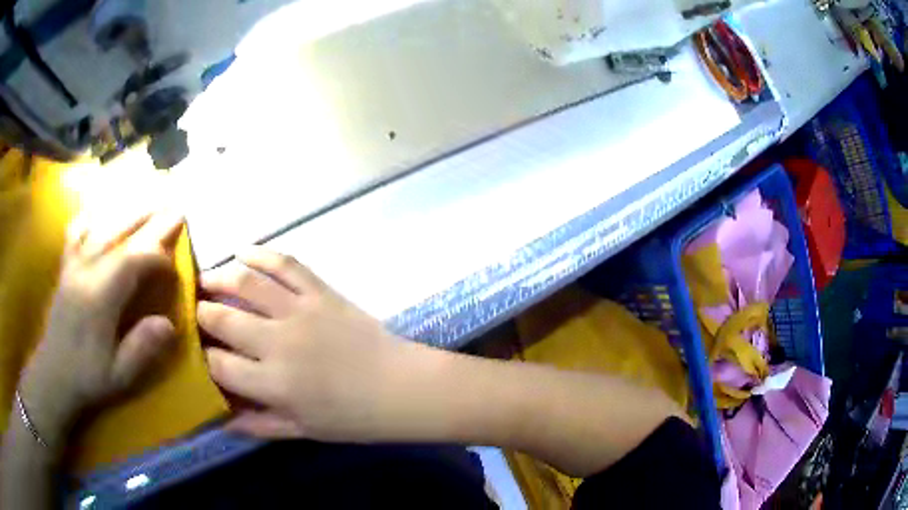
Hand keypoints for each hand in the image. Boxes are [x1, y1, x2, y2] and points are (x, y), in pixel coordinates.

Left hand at [19, 212, 182, 449]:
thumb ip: (142, 348)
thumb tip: (169, 323)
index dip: (157, 258)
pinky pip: (77, 231)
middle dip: (148, 220)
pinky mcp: (65, 266)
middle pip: (119, 233)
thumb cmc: (88, 377)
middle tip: (174, 208)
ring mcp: (73, 264)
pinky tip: (100, 214)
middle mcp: (86, 269)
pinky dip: (91, 217)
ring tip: (147, 201)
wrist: (53, 374)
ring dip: (126, 212)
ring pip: (101, 226)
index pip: (133, 260)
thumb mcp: (120, 375)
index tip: (173, 268)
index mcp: (100, 295)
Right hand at [199, 248, 414, 441]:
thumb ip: (258, 425)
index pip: (217, 366)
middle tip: (196, 312)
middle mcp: (277, 343)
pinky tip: (243, 250)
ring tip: (204, 279)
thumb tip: (219, 418)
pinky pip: (285, 264)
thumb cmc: (353, 418)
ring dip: (218, 276)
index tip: (196, 352)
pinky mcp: (321, 292)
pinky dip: (261, 253)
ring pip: (245, 283)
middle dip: (201, 314)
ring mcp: (299, 311)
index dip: (201, 358)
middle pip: (221, 319)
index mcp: (272, 384)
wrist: (402, 388)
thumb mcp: (302, 430)